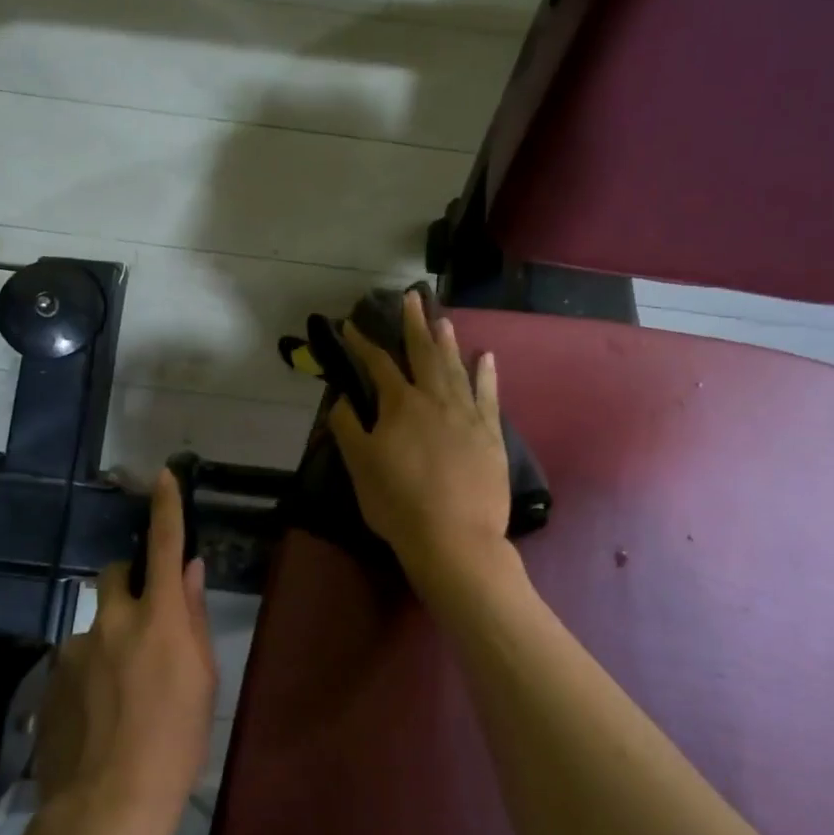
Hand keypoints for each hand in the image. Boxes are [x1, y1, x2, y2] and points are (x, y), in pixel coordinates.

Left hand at [32, 469, 216, 834]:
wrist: (106, 807)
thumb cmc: (175, 745)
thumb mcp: (201, 681)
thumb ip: (194, 619)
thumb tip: (191, 572)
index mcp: (159, 619)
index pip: (165, 547)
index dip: (166, 508)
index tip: (164, 476)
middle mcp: (112, 621)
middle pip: (115, 575)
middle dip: (130, 584)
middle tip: (145, 623)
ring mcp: (75, 649)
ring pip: (96, 623)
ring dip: (111, 638)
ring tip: (123, 692)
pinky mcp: (51, 679)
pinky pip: (76, 657)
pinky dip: (91, 670)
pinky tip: (99, 714)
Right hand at [328, 290, 512, 595]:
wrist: (454, 537)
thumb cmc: (398, 503)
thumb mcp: (359, 466)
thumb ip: (348, 427)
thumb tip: (342, 398)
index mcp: (401, 405)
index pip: (378, 365)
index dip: (364, 344)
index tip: (353, 326)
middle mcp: (435, 399)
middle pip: (423, 354)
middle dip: (414, 325)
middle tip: (412, 298)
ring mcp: (468, 414)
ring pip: (456, 368)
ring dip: (447, 342)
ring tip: (442, 319)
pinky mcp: (491, 434)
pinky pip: (489, 395)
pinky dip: (486, 373)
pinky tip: (486, 356)